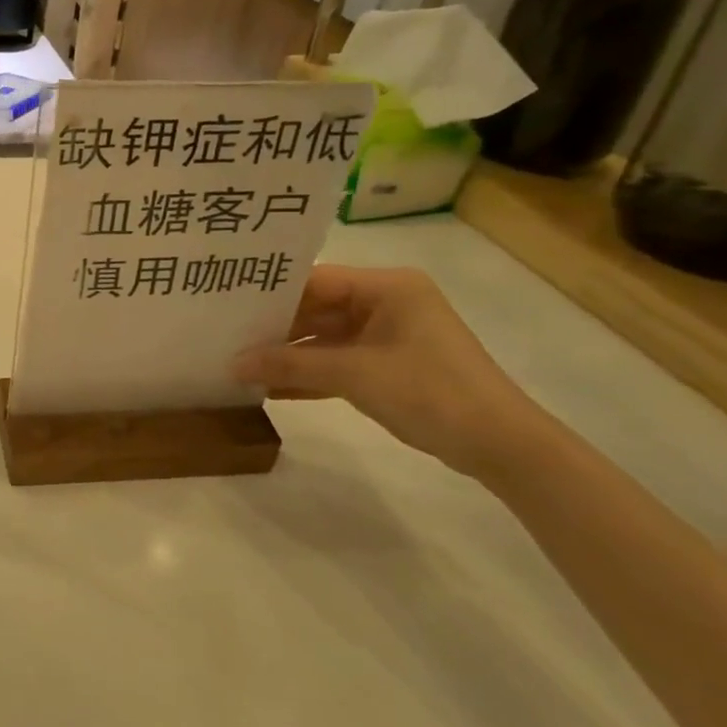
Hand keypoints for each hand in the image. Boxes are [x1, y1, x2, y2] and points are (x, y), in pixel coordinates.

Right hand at [234, 265, 555, 477]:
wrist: (501, 446)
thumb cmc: (431, 391)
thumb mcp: (354, 374)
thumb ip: (290, 364)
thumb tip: (232, 365)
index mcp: (386, 287)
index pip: (314, 281)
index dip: (271, 295)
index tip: (226, 306)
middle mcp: (385, 303)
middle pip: (316, 309)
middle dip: (274, 328)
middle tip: (225, 337)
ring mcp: (387, 336)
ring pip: (323, 338)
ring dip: (288, 355)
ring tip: (238, 363)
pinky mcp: (387, 367)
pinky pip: (337, 363)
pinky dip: (308, 375)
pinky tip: (270, 388)